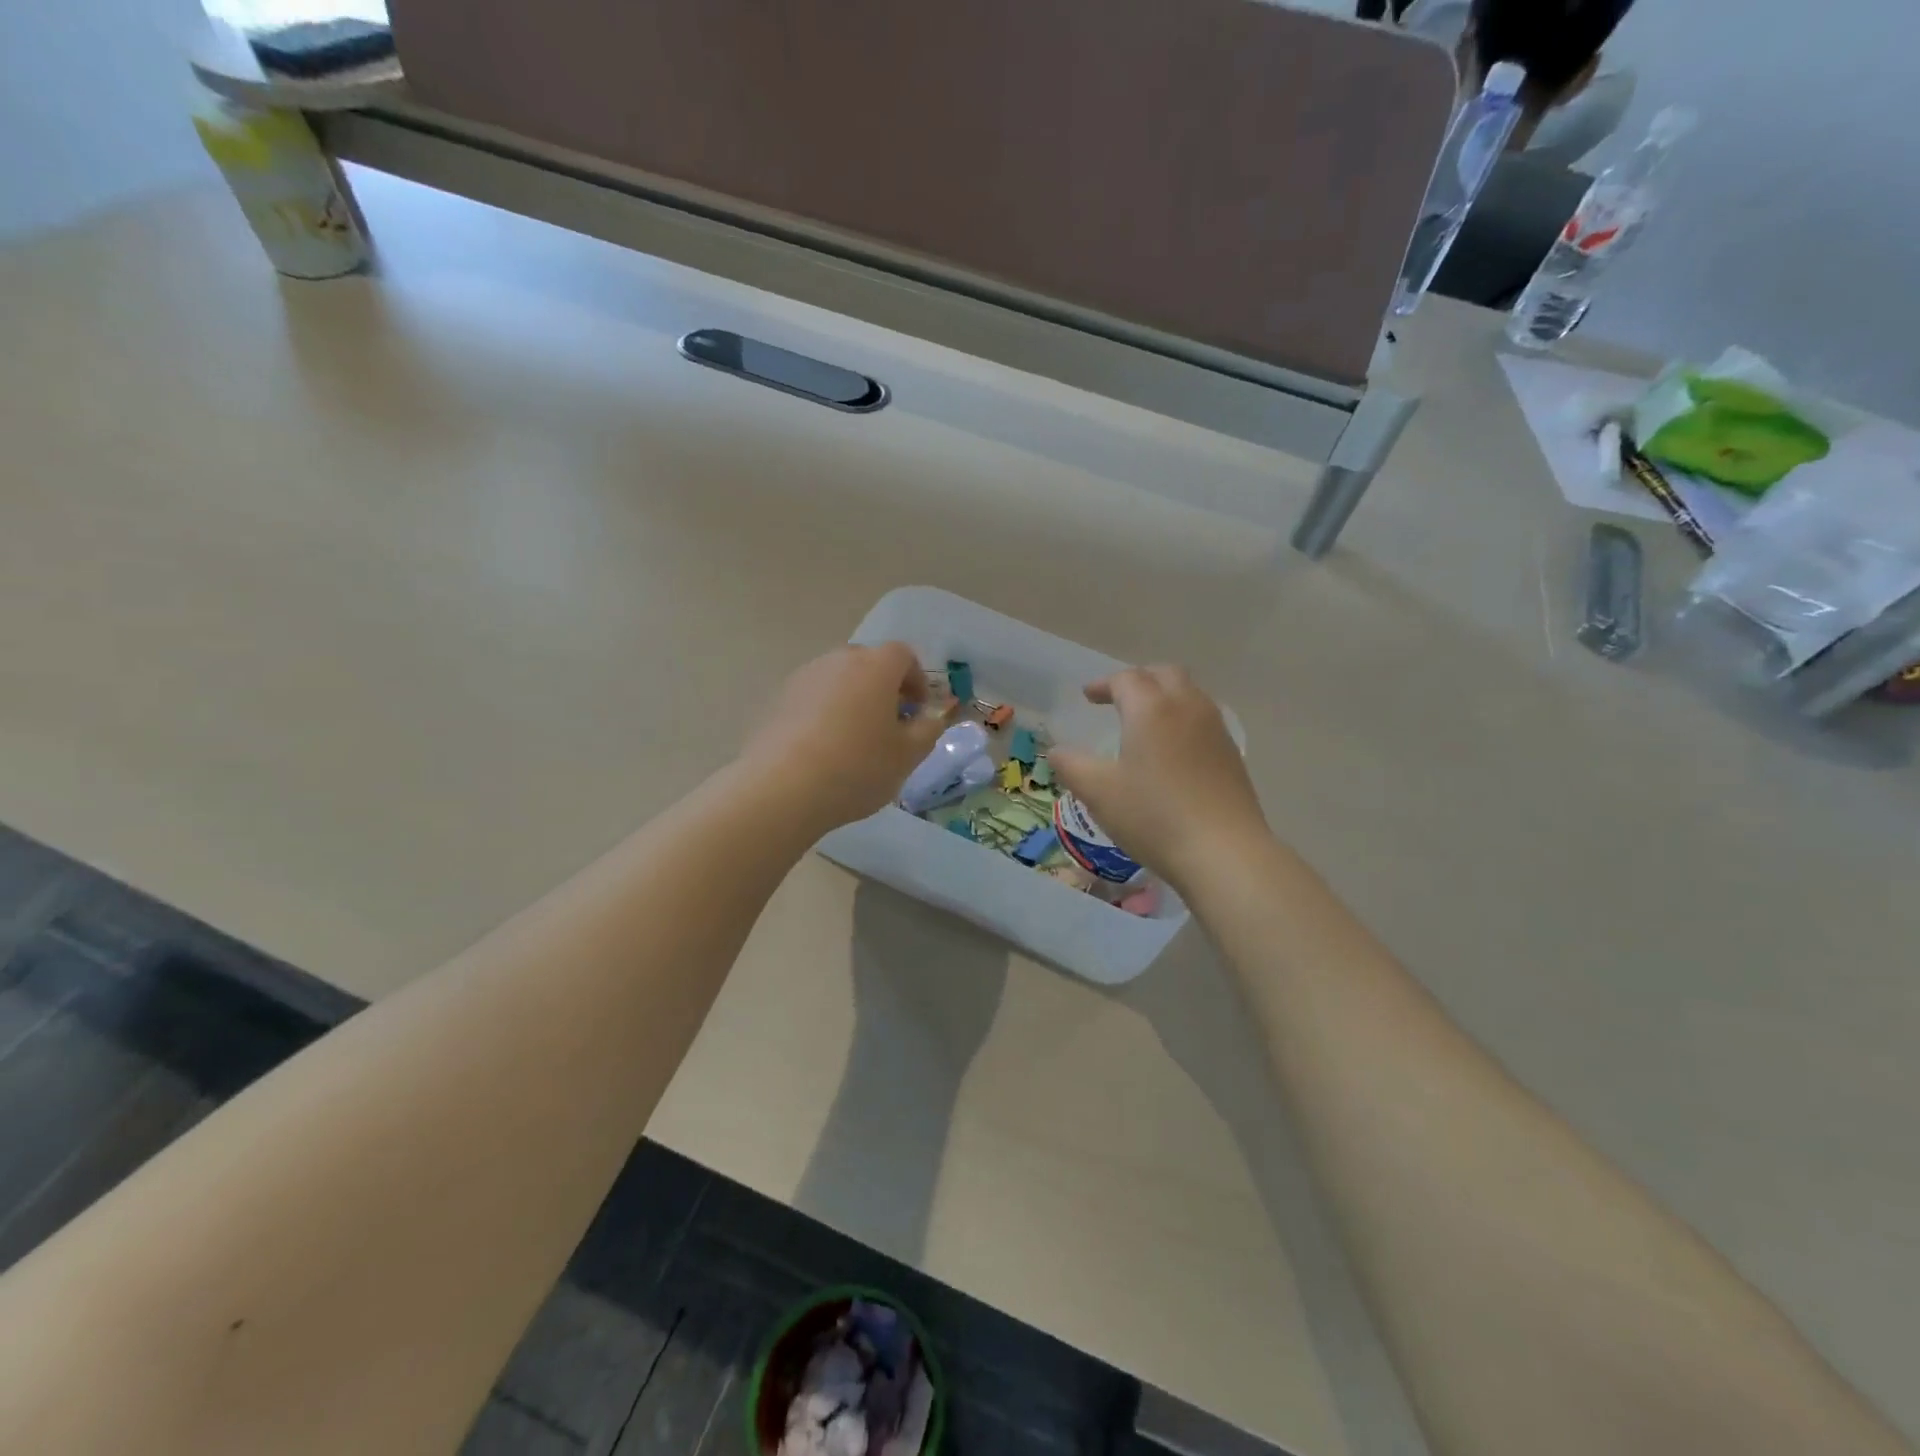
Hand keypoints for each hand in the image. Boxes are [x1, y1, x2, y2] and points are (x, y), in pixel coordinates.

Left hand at [739, 643, 945, 833]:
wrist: (782, 788)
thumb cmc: (858, 767)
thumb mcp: (908, 755)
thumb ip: (928, 730)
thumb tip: (931, 717)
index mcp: (876, 666)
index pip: (904, 655)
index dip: (917, 680)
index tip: (918, 710)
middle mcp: (838, 660)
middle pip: (869, 664)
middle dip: (884, 688)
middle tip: (890, 725)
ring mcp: (804, 677)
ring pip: (838, 680)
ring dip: (853, 700)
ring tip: (855, 740)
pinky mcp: (777, 699)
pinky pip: (813, 698)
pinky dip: (825, 713)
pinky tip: (824, 749)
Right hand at [1051, 666, 1271, 890]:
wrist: (1224, 852)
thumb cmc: (1153, 816)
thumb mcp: (1098, 792)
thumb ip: (1071, 765)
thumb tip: (1056, 751)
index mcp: (1151, 709)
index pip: (1126, 679)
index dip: (1104, 684)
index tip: (1088, 696)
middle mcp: (1187, 707)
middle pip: (1164, 674)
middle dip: (1138, 680)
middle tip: (1118, 699)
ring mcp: (1215, 729)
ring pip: (1189, 694)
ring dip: (1164, 697)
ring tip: (1145, 722)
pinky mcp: (1231, 754)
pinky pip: (1203, 719)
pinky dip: (1182, 719)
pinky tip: (1172, 750)